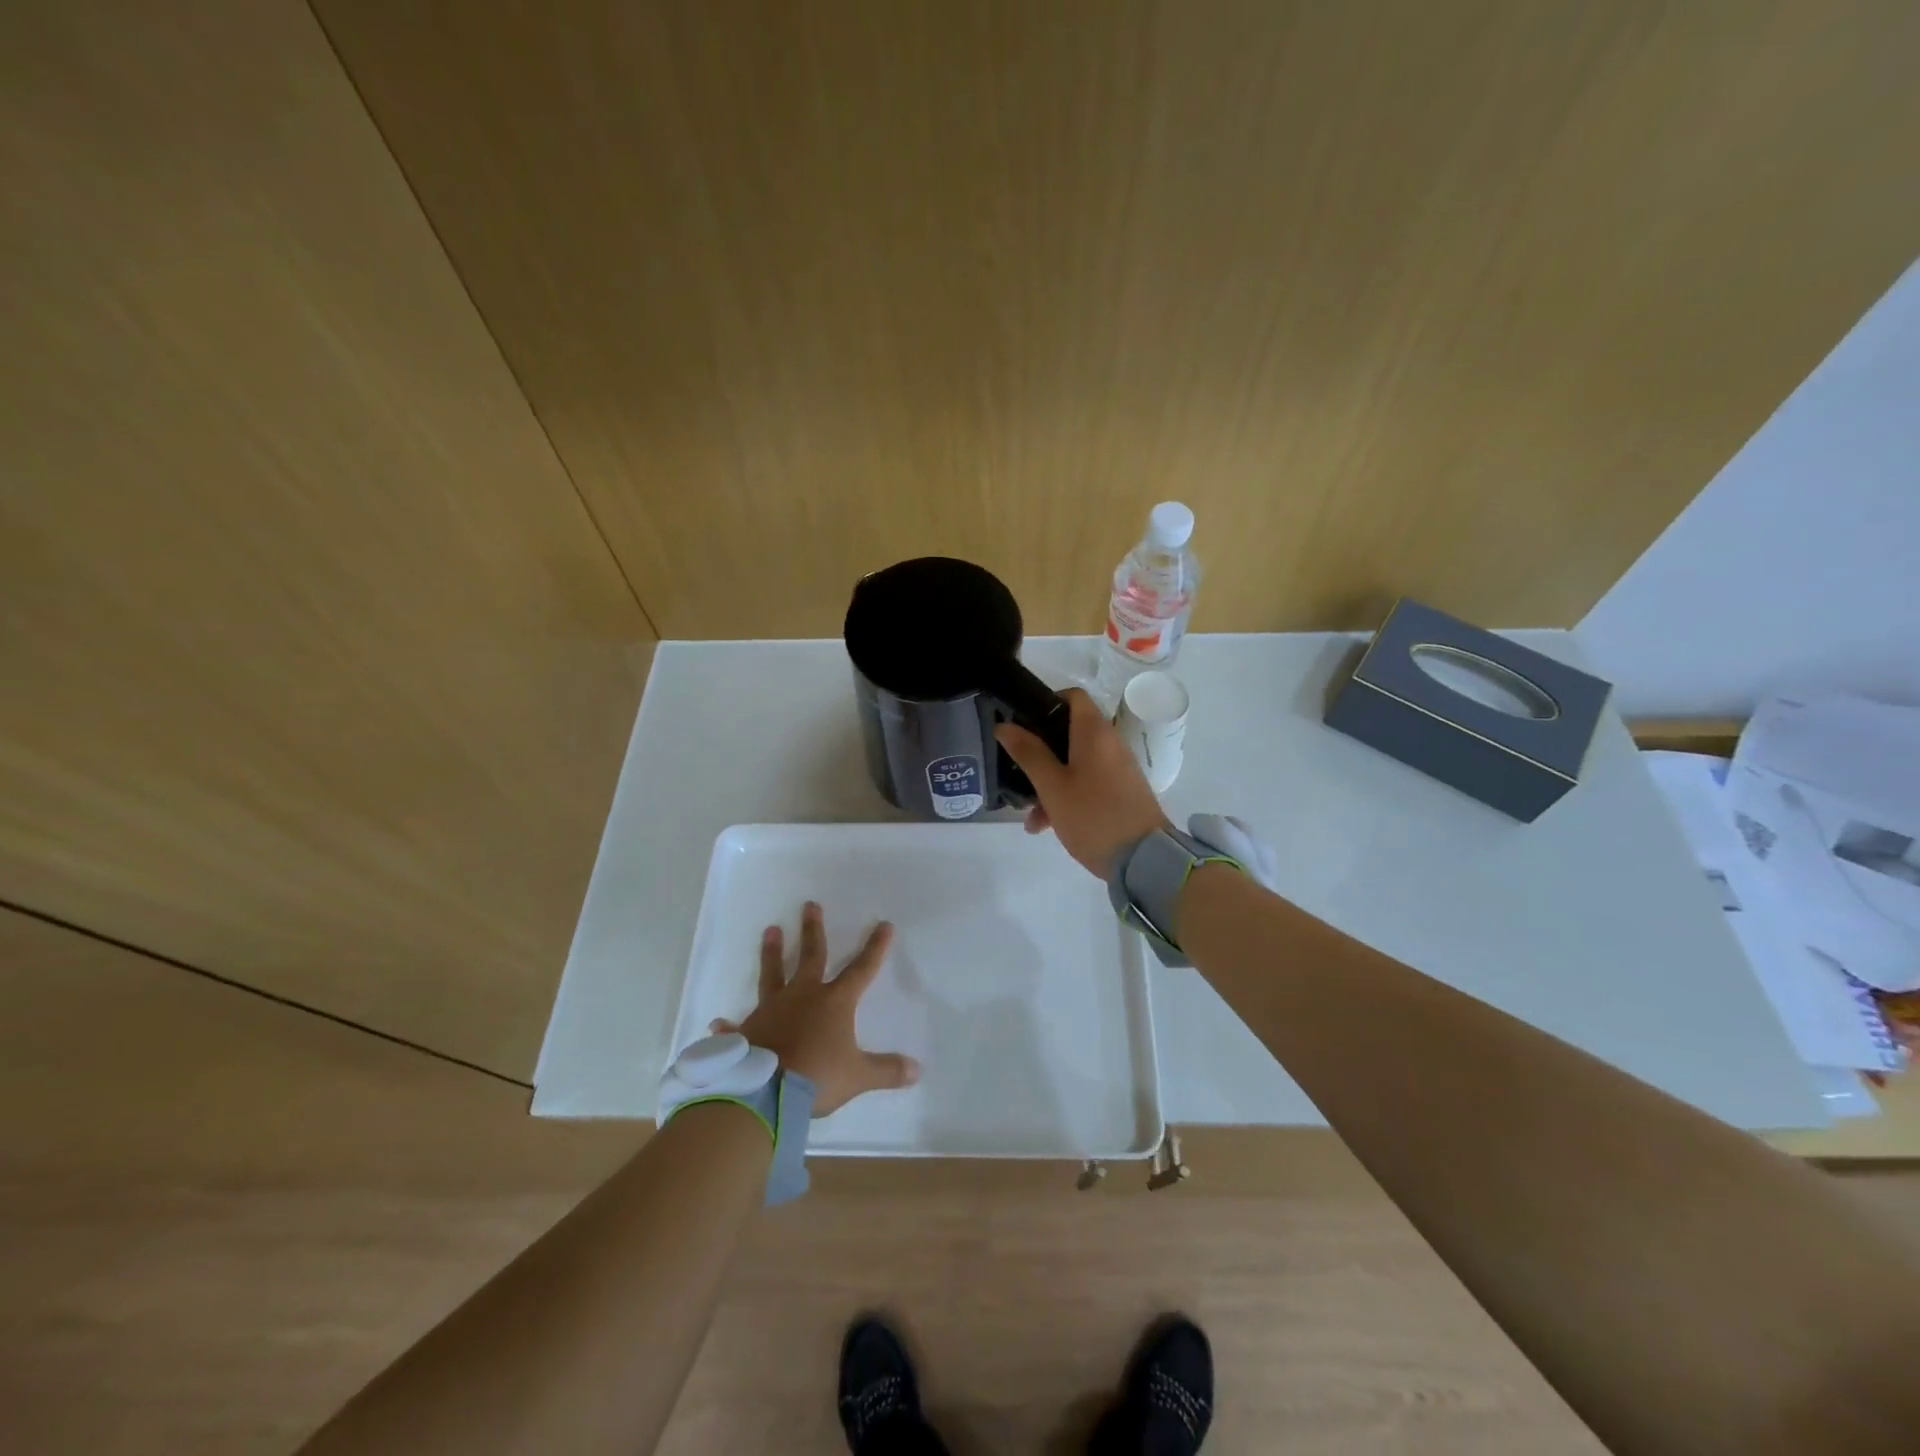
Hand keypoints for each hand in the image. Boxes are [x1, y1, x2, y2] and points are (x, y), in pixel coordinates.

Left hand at [711, 901, 919, 1116]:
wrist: (764, 1093)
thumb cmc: (816, 1076)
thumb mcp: (858, 1076)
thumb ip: (887, 1070)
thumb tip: (917, 1070)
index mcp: (833, 1002)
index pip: (861, 969)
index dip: (875, 948)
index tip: (884, 925)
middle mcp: (802, 997)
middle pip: (810, 956)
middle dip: (812, 930)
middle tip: (809, 905)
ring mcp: (771, 1010)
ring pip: (772, 974)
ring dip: (772, 952)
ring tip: (770, 930)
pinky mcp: (747, 1031)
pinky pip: (738, 1025)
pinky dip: (730, 1024)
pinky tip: (719, 1021)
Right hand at [995, 687, 1171, 877]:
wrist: (1144, 859)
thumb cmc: (1093, 816)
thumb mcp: (1052, 786)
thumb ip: (1028, 753)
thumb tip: (1004, 725)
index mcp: (1094, 732)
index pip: (1072, 696)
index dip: (1045, 703)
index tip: (1021, 723)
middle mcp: (1109, 743)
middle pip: (1069, 732)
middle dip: (1040, 753)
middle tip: (1017, 772)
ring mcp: (1118, 768)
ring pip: (1075, 763)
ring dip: (1049, 783)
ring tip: (1030, 816)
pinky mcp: (1121, 791)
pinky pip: (1088, 782)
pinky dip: (1067, 795)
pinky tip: (1047, 825)